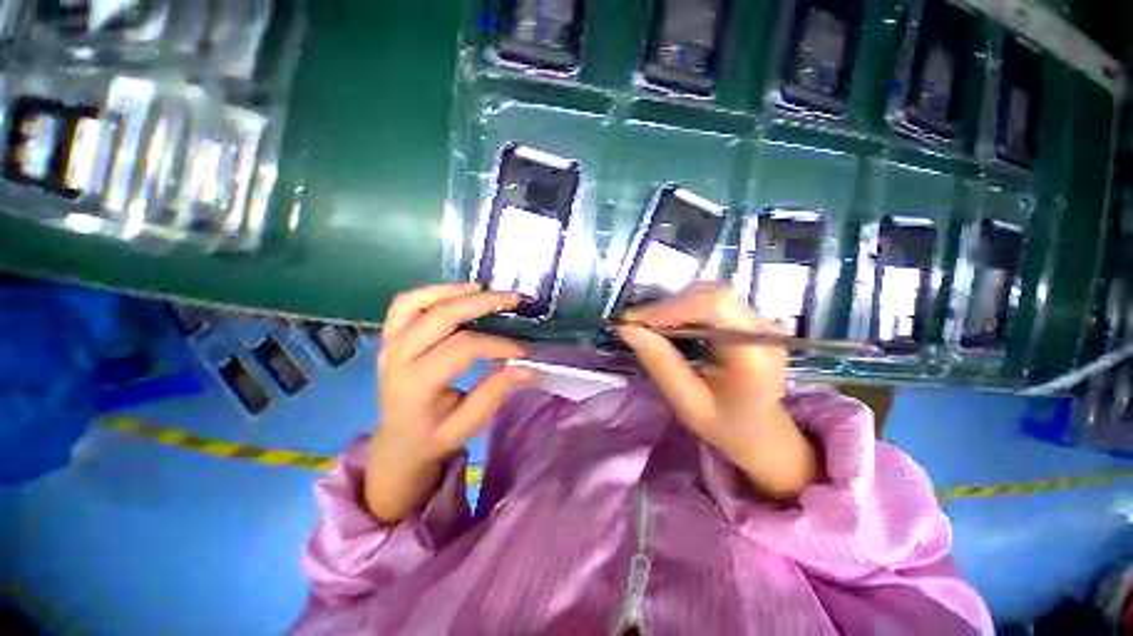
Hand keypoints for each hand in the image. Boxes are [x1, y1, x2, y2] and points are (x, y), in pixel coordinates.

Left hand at [366, 283, 533, 522]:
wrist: (397, 443)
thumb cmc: (433, 437)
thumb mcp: (467, 425)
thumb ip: (495, 393)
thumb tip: (528, 367)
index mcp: (416, 383)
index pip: (464, 348)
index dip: (499, 344)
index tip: (525, 351)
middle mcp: (397, 356)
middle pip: (443, 315)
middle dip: (484, 303)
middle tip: (514, 299)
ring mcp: (389, 342)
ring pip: (418, 301)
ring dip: (455, 291)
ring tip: (484, 290)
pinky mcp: (390, 336)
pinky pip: (407, 303)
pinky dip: (433, 292)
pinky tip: (458, 293)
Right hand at [617, 284, 820, 500]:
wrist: (760, 429)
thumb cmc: (724, 424)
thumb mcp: (687, 402)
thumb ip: (660, 364)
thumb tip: (626, 329)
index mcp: (754, 355)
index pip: (715, 306)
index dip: (671, 307)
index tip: (634, 321)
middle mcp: (764, 330)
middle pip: (712, 295)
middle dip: (669, 306)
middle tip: (638, 325)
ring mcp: (761, 321)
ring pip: (710, 293)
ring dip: (675, 306)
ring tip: (653, 327)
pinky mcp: (751, 318)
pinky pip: (713, 300)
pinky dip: (685, 308)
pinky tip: (672, 325)